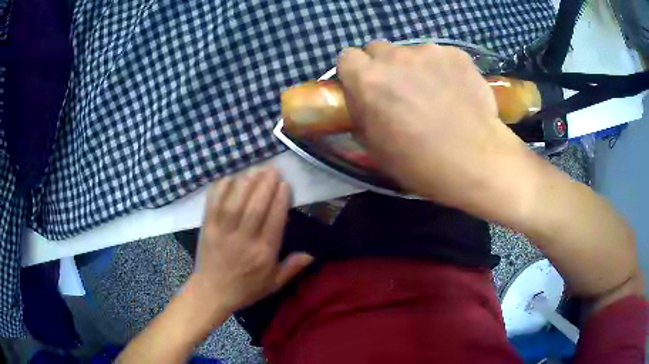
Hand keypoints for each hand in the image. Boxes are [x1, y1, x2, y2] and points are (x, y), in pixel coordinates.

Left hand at [191, 167, 312, 316]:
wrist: (212, 293)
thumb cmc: (245, 289)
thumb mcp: (273, 284)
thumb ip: (291, 268)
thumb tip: (312, 254)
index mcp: (263, 254)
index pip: (274, 221)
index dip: (280, 200)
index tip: (285, 184)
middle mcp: (244, 240)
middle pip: (255, 207)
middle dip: (264, 185)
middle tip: (272, 169)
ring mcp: (223, 232)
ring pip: (235, 203)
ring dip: (245, 183)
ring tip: (255, 169)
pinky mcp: (208, 228)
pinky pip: (213, 205)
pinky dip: (221, 189)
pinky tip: (229, 177)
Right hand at [337, 41, 534, 219]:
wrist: (476, 160)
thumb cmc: (421, 162)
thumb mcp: (376, 148)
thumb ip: (363, 116)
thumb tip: (364, 103)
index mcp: (367, 80)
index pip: (347, 57)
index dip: (355, 73)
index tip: (365, 88)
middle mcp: (394, 57)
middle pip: (378, 49)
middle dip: (383, 66)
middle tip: (399, 91)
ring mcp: (428, 51)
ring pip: (411, 52)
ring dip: (414, 67)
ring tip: (434, 93)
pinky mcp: (456, 54)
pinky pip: (440, 56)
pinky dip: (442, 69)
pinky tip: (455, 91)